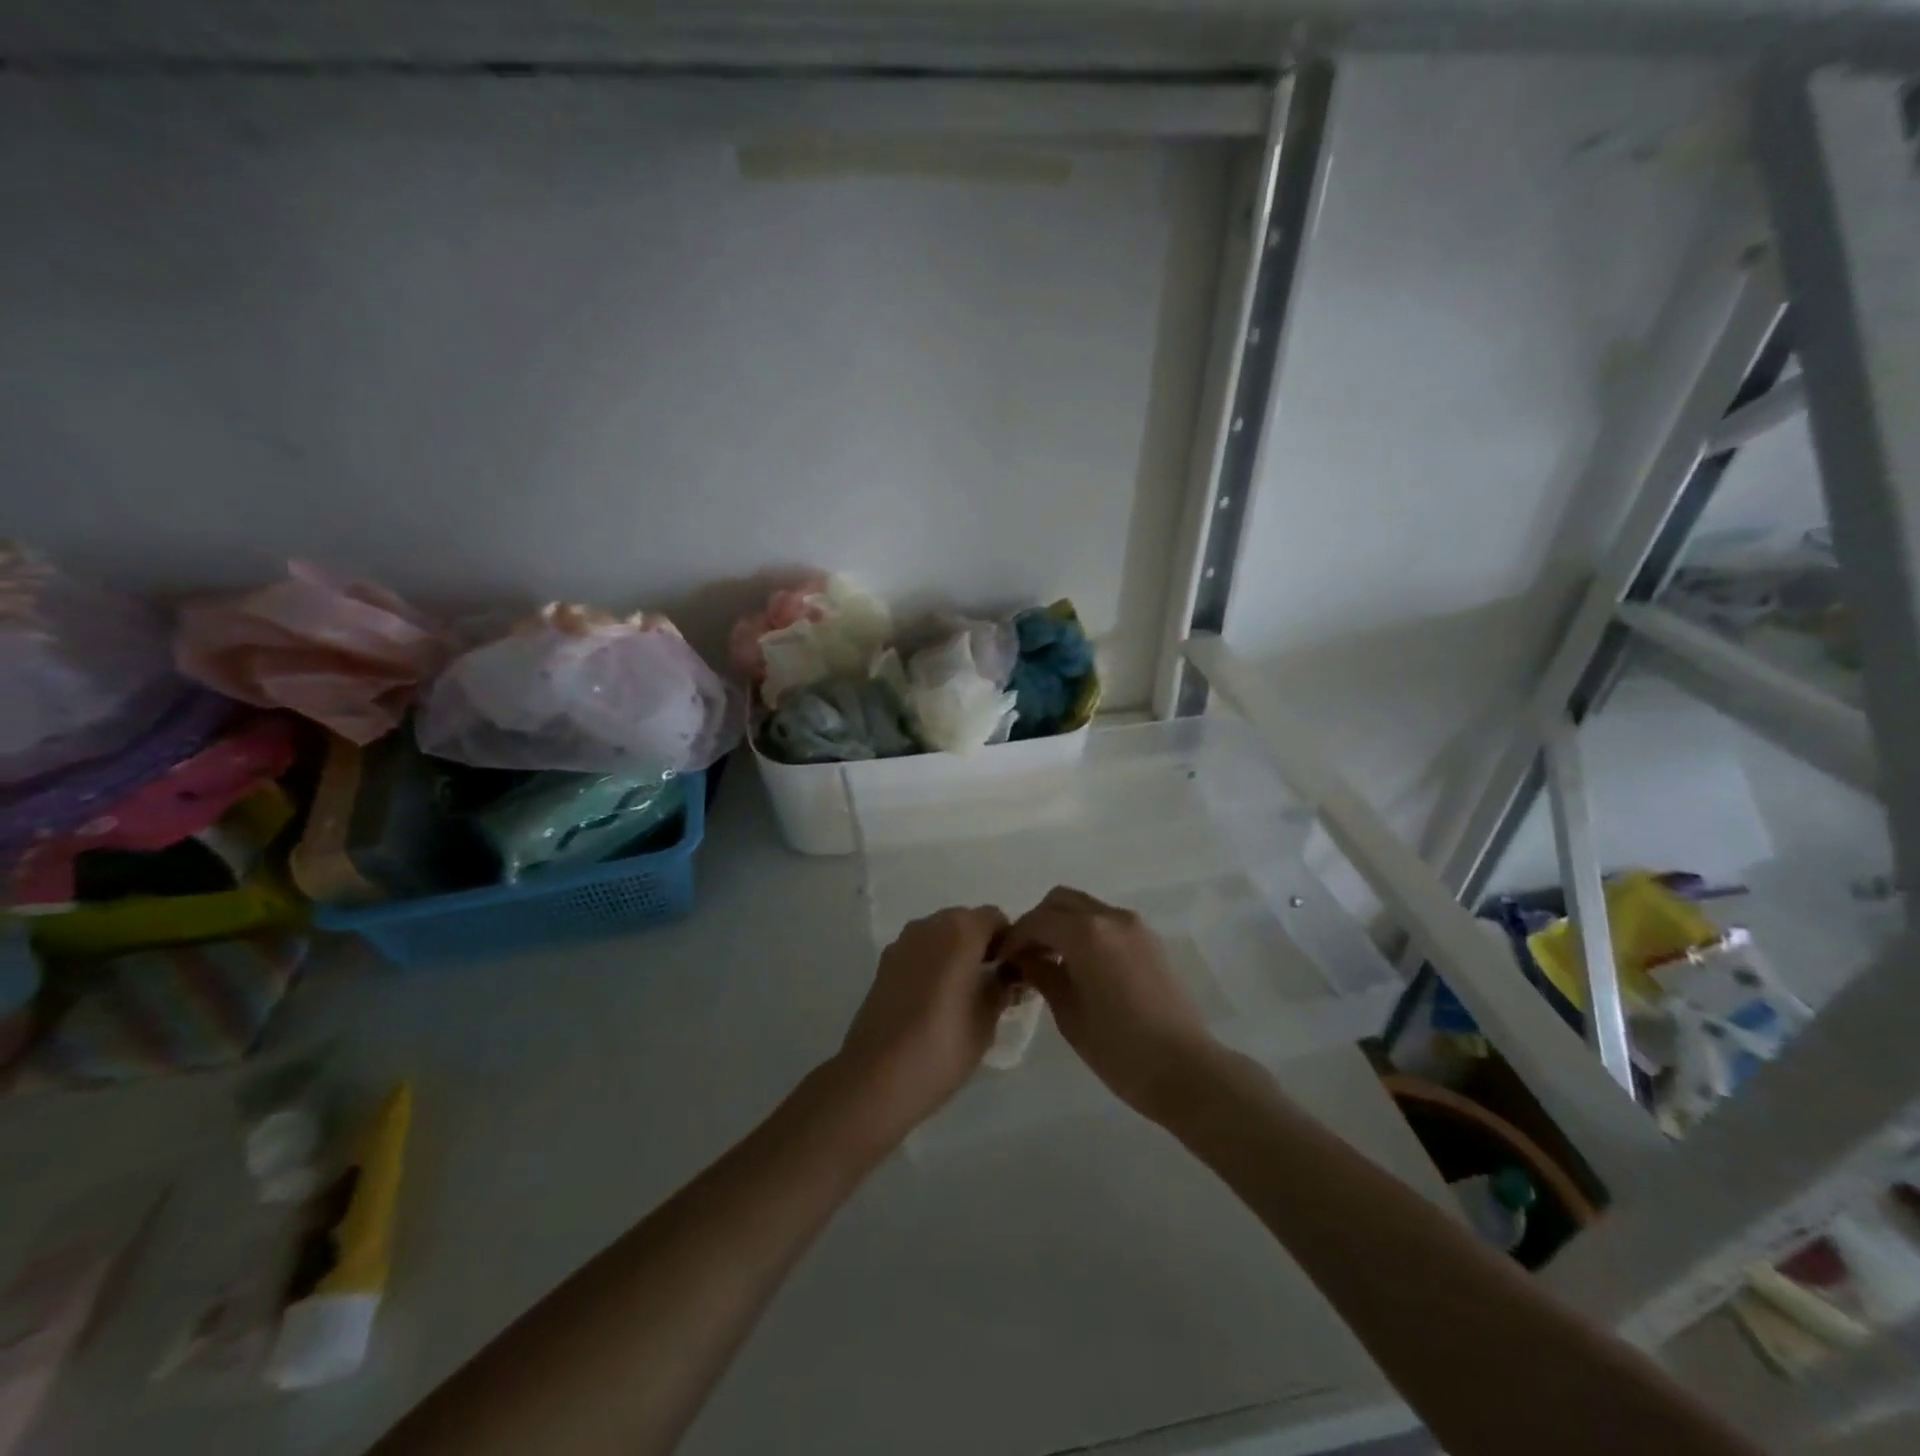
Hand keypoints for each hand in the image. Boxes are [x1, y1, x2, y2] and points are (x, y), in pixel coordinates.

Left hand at [830, 906, 1013, 1144]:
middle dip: (982, 945)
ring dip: (957, 953)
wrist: (877, 1076)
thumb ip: (1002, 988)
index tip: (1014, 973)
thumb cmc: (942, 1046)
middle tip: (993, 983)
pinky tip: (936, 1000)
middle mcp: (929, 926)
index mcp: (959, 931)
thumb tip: (1008, 975)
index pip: (995, 918)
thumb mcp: (987, 1020)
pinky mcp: (884, 963)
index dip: (1009, 941)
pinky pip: (920, 951)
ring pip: (941, 935)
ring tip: (965, 994)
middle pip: (966, 922)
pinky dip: (934, 963)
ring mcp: (902, 943)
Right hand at [1002, 886, 1221, 1123]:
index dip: (1014, 938)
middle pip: (1061, 901)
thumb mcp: (1069, 1013)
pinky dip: (1086, 932)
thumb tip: (1022, 958)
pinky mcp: (1149, 940)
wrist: (1185, 1069)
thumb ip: (1042, 975)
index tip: (1001, 960)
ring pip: (1085, 907)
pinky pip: (1107, 922)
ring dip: (1063, 924)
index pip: (1037, 920)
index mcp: (1087, 933)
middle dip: (1038, 922)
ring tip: (1051, 961)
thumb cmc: (1119, 1049)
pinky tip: (1081, 966)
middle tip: (1025, 956)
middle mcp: (1110, 917)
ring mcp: (1134, 926)